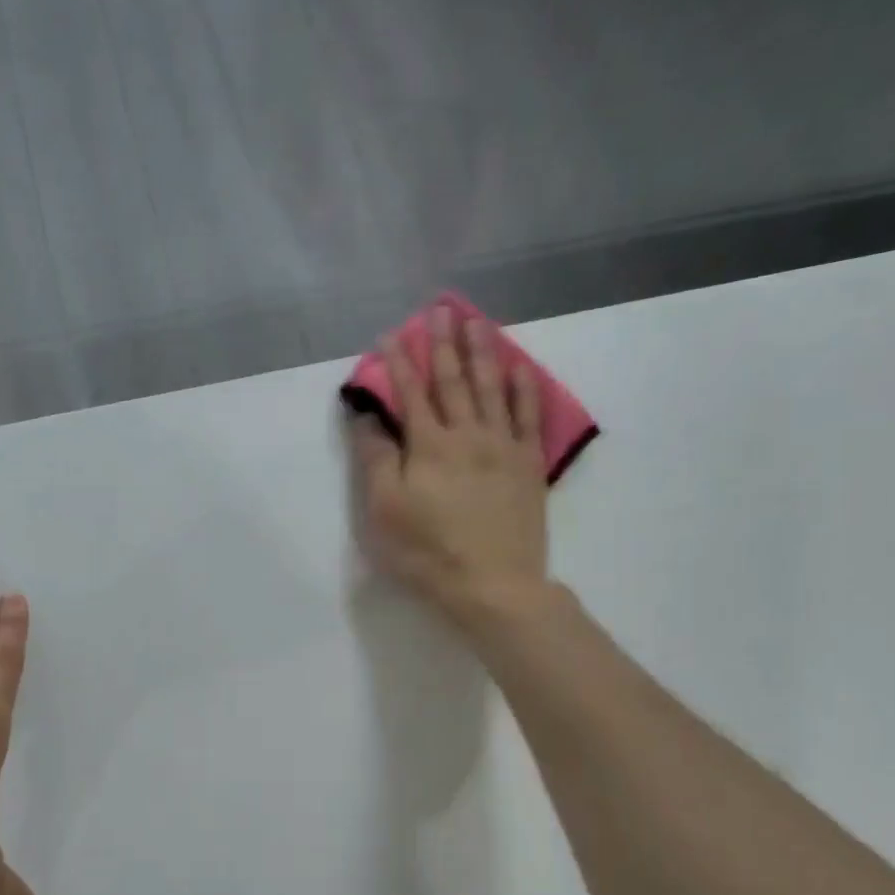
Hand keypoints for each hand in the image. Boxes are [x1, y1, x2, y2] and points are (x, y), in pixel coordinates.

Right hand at [349, 304, 549, 625]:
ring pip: (491, 389)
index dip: (398, 362)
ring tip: (476, 321)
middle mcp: (467, 435)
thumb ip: (376, 459)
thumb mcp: (385, 510)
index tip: (390, 334)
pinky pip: (527, 417)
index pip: (410, 393)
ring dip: (482, 352)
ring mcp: (502, 448)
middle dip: (443, 344)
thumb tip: (367, 417)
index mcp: (428, 446)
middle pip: (453, 381)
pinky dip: (523, 389)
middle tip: (439, 309)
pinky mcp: (527, 466)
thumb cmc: (428, 552)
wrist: (493, 585)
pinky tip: (519, 368)